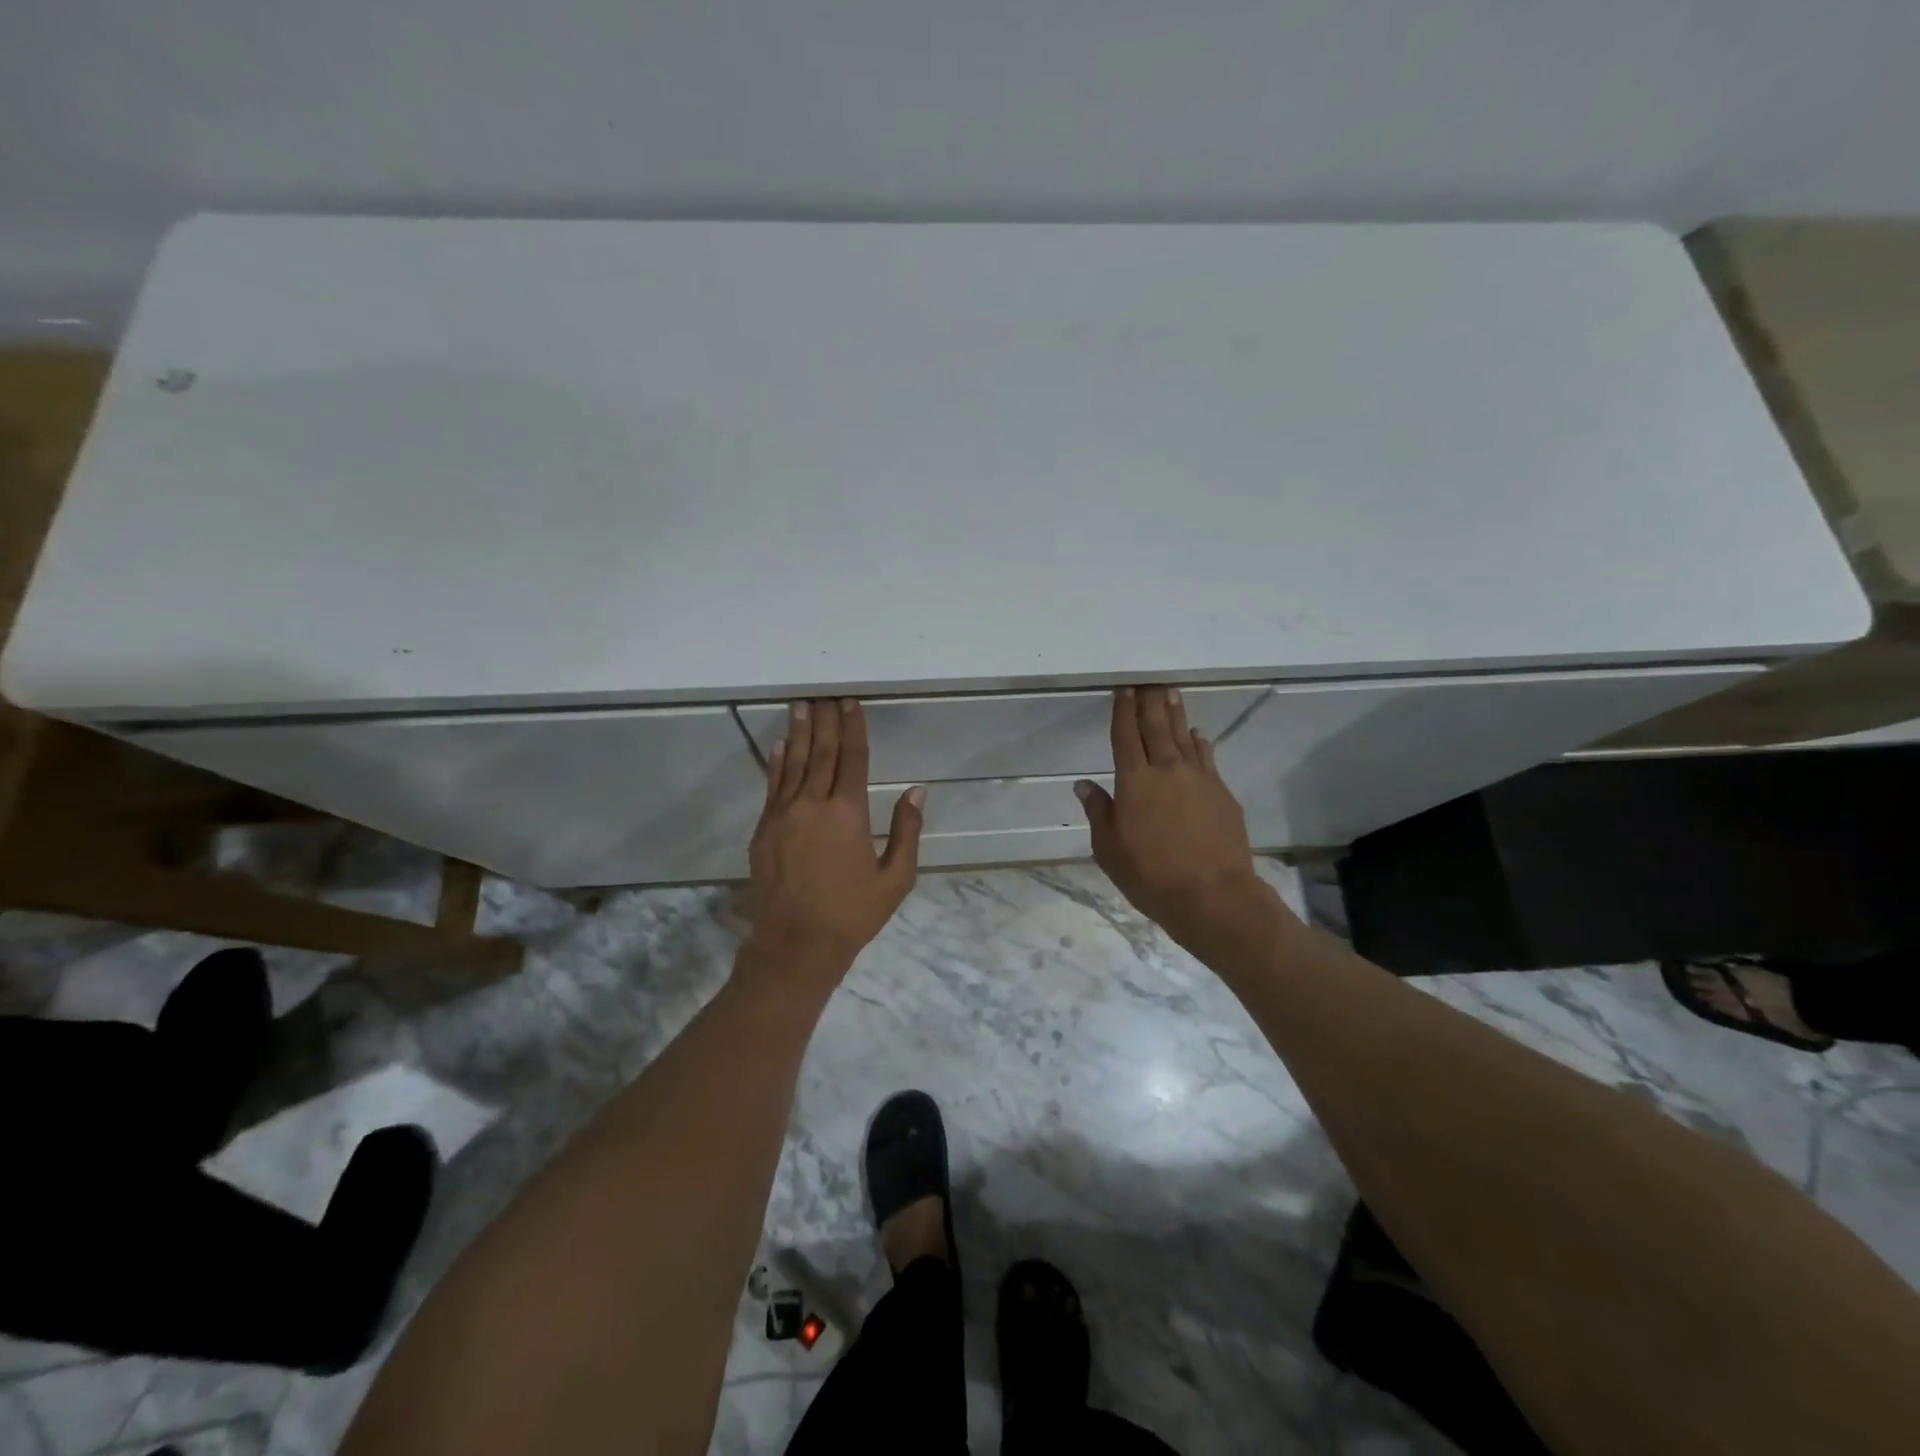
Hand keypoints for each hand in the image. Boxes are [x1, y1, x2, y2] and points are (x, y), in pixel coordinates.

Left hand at [747, 699, 924, 975]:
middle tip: (826, 695)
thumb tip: (917, 791)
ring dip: (800, 732)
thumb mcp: (895, 878)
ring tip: (801, 706)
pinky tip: (781, 745)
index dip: (853, 728)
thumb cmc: (853, 913)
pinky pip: (773, 786)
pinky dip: (778, 763)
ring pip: (794, 763)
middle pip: (822, 752)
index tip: (851, 703)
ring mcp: (783, 815)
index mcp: (848, 812)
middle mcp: (813, 804)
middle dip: (826, 721)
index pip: (852, 758)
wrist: (796, 944)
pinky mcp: (764, 830)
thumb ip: (906, 831)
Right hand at [1076, 687, 1282, 956]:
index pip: (1125, 737)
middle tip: (1148, 681)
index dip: (1123, 712)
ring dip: (1175, 714)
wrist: (1212, 895)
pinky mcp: (1221, 793)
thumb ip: (1098, 812)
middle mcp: (1166, 770)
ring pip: (1183, 737)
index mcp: (1134, 782)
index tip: (1123, 690)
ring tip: (1170, 693)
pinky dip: (1199, 742)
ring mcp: (1198, 779)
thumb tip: (1084, 785)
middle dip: (1150, 703)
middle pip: (1156, 728)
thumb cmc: (1150, 875)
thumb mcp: (1109, 849)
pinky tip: (1197, 734)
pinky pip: (1207, 757)